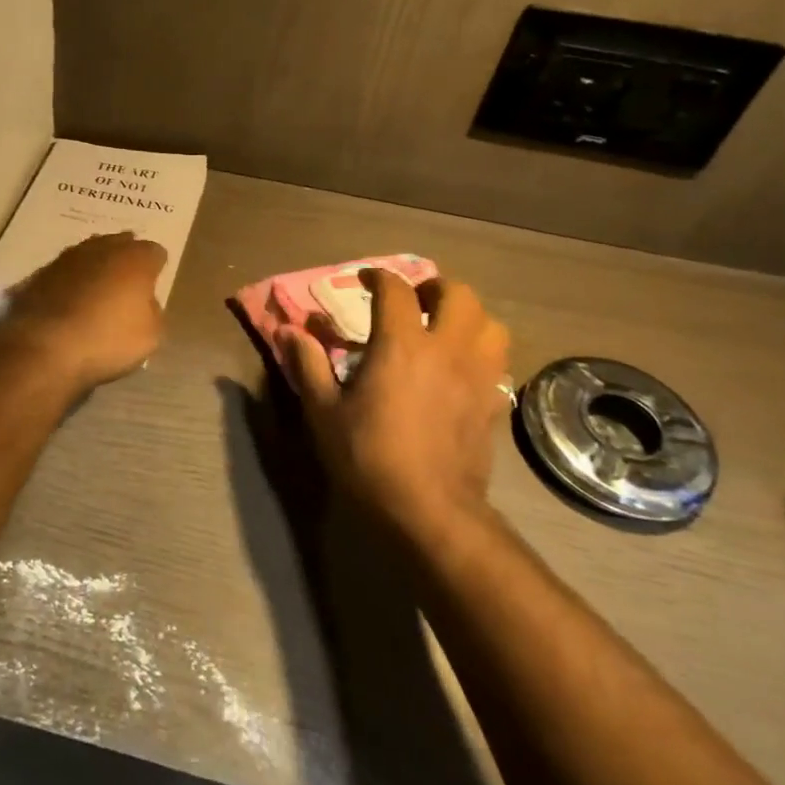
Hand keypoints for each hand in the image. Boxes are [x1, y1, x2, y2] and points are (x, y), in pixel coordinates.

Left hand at [3, 233, 168, 389]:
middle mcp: (103, 248)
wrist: (45, 345)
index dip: (157, 268)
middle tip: (127, 283)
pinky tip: (70, 299)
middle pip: (121, 243)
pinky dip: (71, 280)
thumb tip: (145, 303)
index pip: (155, 252)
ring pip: (90, 252)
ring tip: (98, 288)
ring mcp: (69, 257)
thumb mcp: (150, 336)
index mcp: (136, 259)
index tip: (154, 285)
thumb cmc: (107, 339)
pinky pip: (65, 270)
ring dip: (96, 265)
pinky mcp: (42, 272)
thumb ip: (153, 312)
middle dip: (126, 259)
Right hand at [278, 269, 509, 543]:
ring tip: (446, 327)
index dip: (379, 276)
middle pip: (458, 294)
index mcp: (401, 344)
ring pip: (490, 323)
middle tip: (415, 299)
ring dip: (468, 316)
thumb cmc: (368, 456)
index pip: (396, 289)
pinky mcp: (493, 402)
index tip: (365, 279)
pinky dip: (482, 351)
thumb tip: (287, 331)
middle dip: (435, 287)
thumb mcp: (324, 411)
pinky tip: (463, 367)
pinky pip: (498, 360)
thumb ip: (307, 364)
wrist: (428, 509)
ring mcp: (477, 375)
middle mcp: (445, 349)